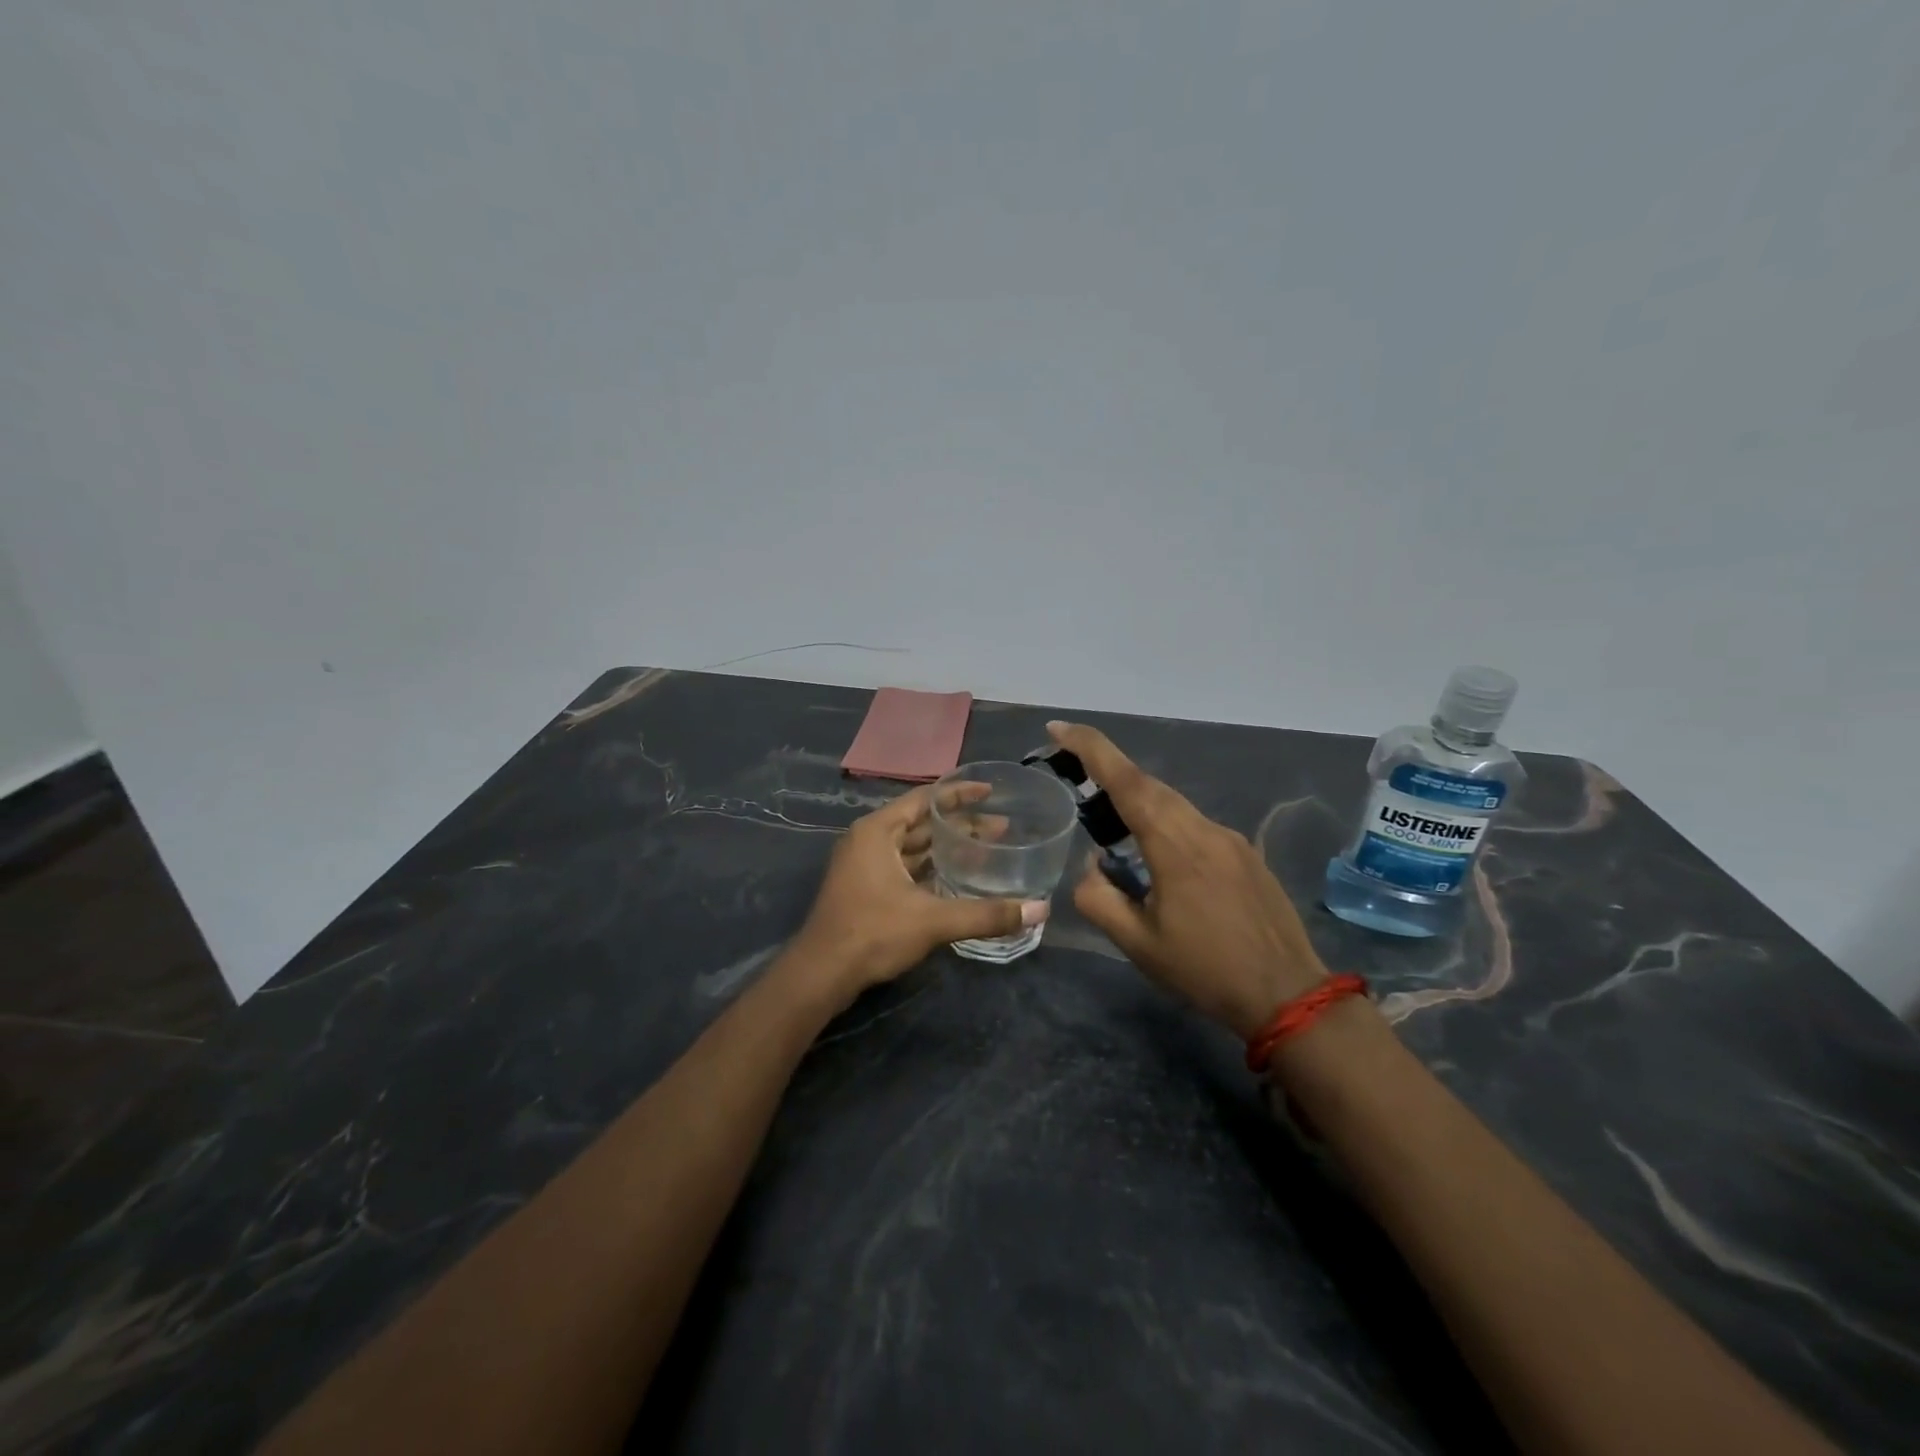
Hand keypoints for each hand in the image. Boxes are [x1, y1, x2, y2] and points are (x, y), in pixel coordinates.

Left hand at [786, 783, 1049, 1008]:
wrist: (822, 974)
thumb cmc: (872, 933)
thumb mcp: (933, 920)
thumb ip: (986, 914)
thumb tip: (1040, 910)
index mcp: (878, 831)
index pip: (925, 799)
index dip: (959, 794)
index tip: (991, 792)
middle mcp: (869, 840)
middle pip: (921, 823)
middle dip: (960, 825)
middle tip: (1002, 828)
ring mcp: (864, 865)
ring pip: (913, 847)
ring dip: (946, 847)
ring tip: (985, 849)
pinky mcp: (865, 889)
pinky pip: (904, 867)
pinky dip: (930, 868)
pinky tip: (957, 878)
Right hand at [1049, 721, 1327, 1038]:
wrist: (1289, 995)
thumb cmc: (1206, 971)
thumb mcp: (1139, 944)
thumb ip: (1100, 899)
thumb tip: (1092, 868)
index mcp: (1175, 845)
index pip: (1127, 781)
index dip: (1090, 748)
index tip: (1059, 728)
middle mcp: (1204, 829)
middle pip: (1149, 785)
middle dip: (1108, 769)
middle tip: (1072, 769)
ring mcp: (1231, 839)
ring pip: (1174, 805)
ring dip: (1138, 803)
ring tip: (1111, 824)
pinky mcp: (1246, 854)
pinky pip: (1196, 825)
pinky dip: (1166, 825)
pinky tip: (1160, 859)